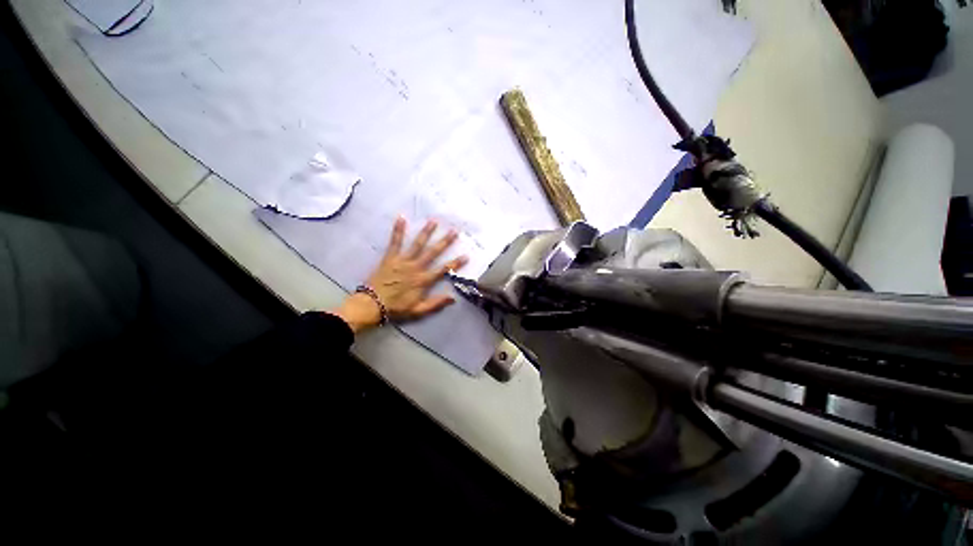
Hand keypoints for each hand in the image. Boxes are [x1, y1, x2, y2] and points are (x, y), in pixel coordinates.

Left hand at [332, 217, 467, 332]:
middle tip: (454, 231)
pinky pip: (395, 242)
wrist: (372, 304)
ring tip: (434, 221)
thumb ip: (436, 303)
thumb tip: (453, 297)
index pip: (443, 270)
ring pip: (417, 244)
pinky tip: (402, 218)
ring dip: (426, 232)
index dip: (456, 263)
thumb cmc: (397, 308)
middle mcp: (416, 267)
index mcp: (423, 280)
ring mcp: (403, 261)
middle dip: (445, 241)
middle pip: (433, 252)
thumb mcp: (418, 310)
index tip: (466, 255)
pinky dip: (398, 230)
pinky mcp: (390, 257)